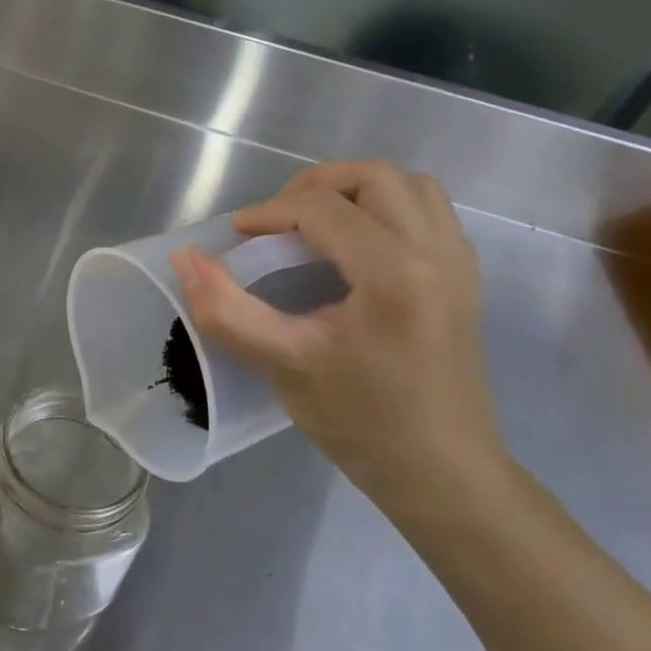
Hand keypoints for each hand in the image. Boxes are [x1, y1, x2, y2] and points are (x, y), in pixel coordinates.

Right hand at [171, 162, 505, 508]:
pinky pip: (429, 214)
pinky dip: (387, 210)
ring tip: (315, 226)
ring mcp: (459, 264)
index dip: (268, 213)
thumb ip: (227, 310)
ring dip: (356, 191)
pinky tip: (356, 249)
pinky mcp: (465, 280)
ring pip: (410, 187)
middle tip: (275, 223)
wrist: (442, 473)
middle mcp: (435, 253)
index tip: (234, 237)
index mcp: (393, 273)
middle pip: (374, 177)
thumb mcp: (284, 365)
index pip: (322, 208)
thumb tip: (185, 259)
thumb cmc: (361, 422)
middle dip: (314, 187)